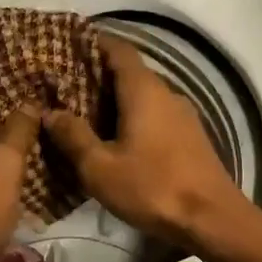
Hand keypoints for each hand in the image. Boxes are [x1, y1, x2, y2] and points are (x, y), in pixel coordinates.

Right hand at [43, 35, 246, 249]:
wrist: (211, 218)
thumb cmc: (152, 188)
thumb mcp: (100, 168)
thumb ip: (73, 136)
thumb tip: (49, 112)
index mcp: (144, 90)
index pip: (118, 49)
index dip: (93, 43)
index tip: (66, 46)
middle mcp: (167, 93)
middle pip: (130, 73)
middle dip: (98, 76)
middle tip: (64, 87)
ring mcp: (183, 115)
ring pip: (143, 96)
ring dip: (116, 101)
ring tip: (84, 114)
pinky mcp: (190, 137)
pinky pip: (155, 115)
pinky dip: (133, 118)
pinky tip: (117, 139)